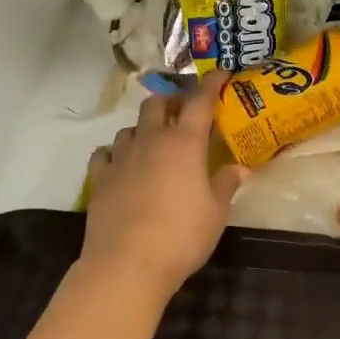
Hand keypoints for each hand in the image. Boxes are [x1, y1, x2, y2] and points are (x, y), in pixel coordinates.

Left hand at [81, 80, 245, 299]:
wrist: (127, 264)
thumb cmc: (181, 236)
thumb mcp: (216, 213)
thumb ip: (226, 184)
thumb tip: (240, 168)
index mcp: (184, 143)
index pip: (199, 101)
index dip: (211, 84)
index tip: (220, 74)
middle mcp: (151, 140)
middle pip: (157, 104)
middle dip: (171, 102)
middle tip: (184, 113)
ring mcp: (121, 158)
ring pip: (130, 127)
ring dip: (144, 128)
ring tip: (154, 142)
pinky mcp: (99, 178)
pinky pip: (105, 153)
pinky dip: (115, 152)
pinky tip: (122, 164)